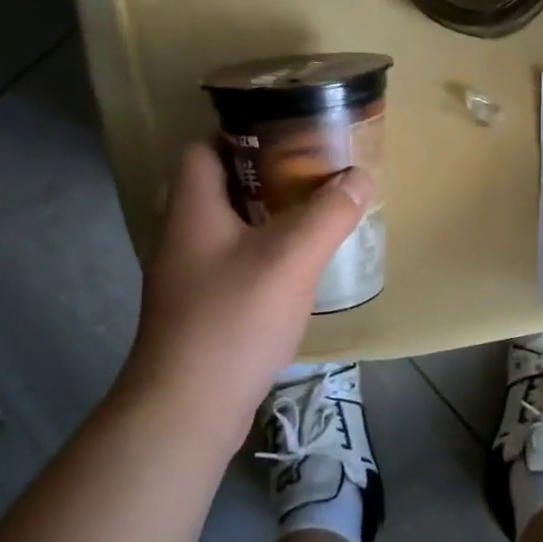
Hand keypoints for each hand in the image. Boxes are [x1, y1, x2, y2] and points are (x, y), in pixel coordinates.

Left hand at [116, 141, 369, 453]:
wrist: (187, 408)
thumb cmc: (233, 319)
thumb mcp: (290, 258)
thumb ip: (327, 213)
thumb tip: (359, 175)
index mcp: (193, 210)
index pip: (202, 148)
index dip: (239, 133)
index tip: (286, 134)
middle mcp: (183, 237)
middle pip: (220, 188)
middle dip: (265, 177)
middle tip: (312, 175)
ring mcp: (188, 278)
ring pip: (229, 230)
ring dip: (267, 218)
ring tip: (313, 216)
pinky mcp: (200, 311)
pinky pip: (234, 265)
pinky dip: (263, 256)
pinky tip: (296, 270)